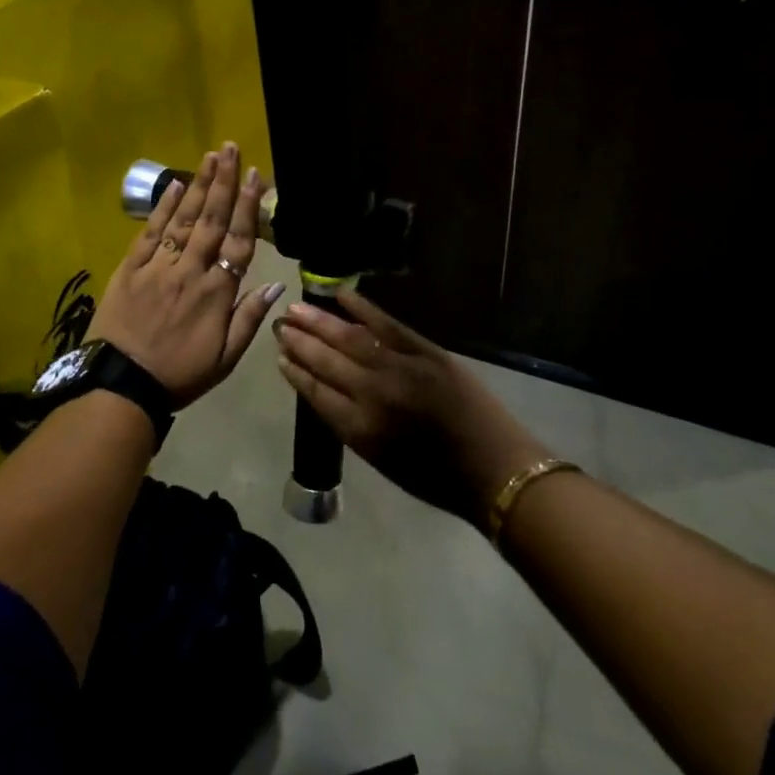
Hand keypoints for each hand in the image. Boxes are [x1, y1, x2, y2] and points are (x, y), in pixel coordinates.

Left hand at [88, 143, 285, 406]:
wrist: (120, 387)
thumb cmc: (179, 375)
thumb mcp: (225, 359)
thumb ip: (249, 319)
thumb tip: (276, 285)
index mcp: (216, 293)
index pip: (238, 242)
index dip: (247, 207)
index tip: (254, 176)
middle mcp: (190, 271)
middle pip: (211, 220)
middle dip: (223, 182)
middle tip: (230, 148)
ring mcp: (158, 267)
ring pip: (183, 219)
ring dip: (198, 185)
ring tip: (210, 156)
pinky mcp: (130, 269)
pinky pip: (150, 233)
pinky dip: (162, 208)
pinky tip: (175, 185)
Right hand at [276, 290, 548, 529]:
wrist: (495, 469)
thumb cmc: (437, 478)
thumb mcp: (382, 460)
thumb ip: (352, 424)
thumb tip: (329, 391)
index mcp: (359, 429)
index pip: (315, 392)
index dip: (295, 372)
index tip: (279, 355)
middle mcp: (373, 395)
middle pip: (327, 361)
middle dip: (300, 341)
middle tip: (280, 324)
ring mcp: (401, 368)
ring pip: (350, 338)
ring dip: (320, 321)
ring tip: (296, 309)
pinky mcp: (427, 352)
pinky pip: (388, 324)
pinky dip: (363, 308)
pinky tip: (341, 295)